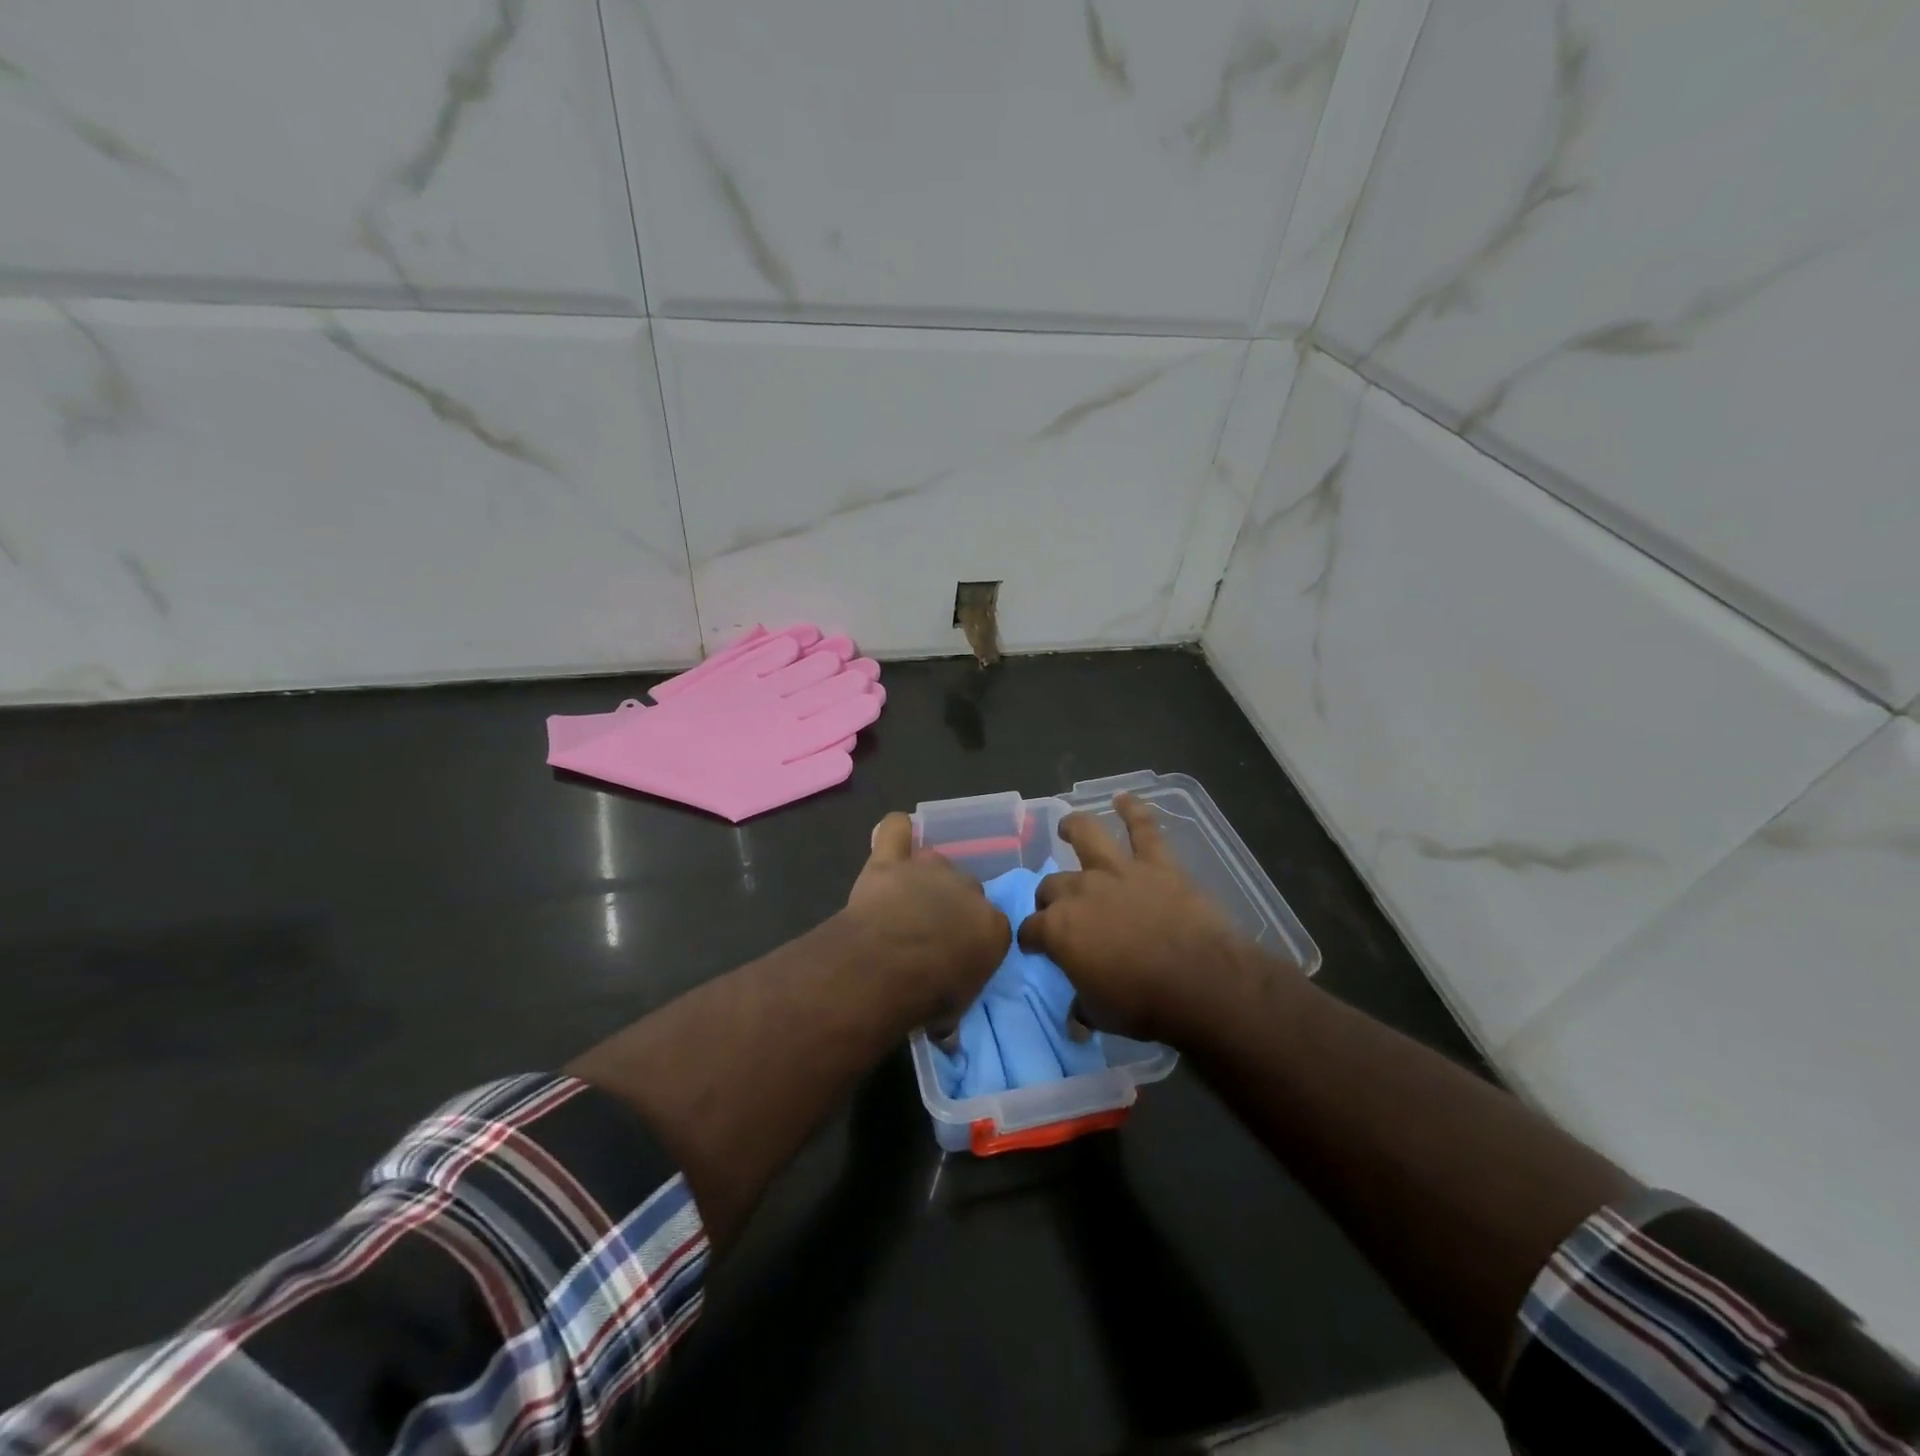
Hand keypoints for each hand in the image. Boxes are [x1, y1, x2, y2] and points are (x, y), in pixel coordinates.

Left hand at [844, 813, 1009, 1027]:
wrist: (886, 967)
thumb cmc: (927, 996)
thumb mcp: (953, 1014)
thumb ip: (955, 1007)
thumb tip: (948, 1033)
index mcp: (993, 926)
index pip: (993, 926)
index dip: (973, 941)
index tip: (957, 959)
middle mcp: (968, 890)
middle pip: (966, 890)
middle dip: (951, 907)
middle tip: (928, 932)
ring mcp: (929, 870)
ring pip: (935, 861)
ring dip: (925, 877)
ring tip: (906, 898)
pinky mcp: (891, 861)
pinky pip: (896, 829)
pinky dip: (896, 832)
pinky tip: (892, 842)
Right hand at [1020, 794, 1268, 1041]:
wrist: (1200, 982)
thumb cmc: (1144, 1004)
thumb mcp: (1101, 1015)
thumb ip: (1083, 1007)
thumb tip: (1074, 1018)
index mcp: (1059, 929)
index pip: (1031, 929)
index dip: (1030, 938)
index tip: (1034, 946)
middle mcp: (1080, 891)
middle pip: (1052, 885)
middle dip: (1048, 896)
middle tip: (1056, 906)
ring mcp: (1118, 872)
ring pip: (1088, 837)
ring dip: (1075, 827)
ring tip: (1068, 823)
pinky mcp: (1156, 864)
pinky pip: (1144, 829)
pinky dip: (1135, 810)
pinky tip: (1125, 797)